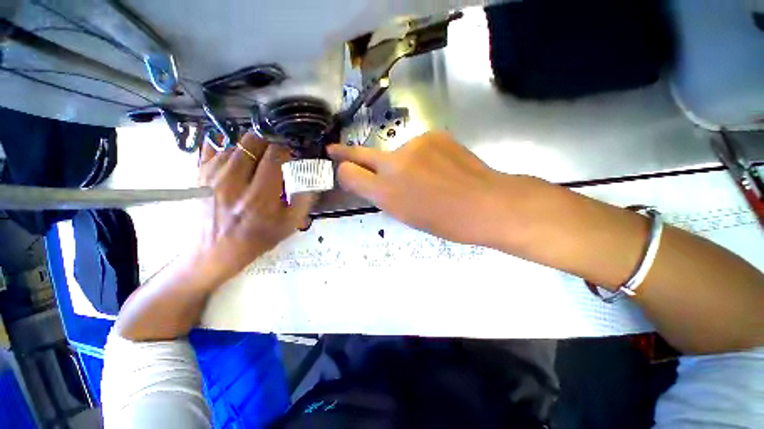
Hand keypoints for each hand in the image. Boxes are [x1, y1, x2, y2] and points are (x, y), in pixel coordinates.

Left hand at [192, 133, 312, 284]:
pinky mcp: (198, 175)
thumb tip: (309, 175)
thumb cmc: (258, 237)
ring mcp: (212, 176)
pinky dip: (228, 151)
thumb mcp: (290, 224)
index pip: (275, 156)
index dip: (286, 152)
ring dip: (250, 151)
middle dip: (268, 146)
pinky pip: (213, 147)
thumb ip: (304, 198)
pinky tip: (235, 163)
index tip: (289, 159)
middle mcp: (233, 181)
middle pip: (253, 142)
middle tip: (272, 159)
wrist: (216, 251)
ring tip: (254, 166)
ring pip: (235, 144)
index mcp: (260, 196)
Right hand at [328, 131, 520, 245]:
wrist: (486, 203)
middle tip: (336, 150)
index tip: (339, 168)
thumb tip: (374, 182)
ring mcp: (414, 144)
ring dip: (402, 163)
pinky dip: (422, 156)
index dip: (343, 172)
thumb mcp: (406, 216)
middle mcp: (394, 164)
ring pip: (397, 153)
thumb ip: (384, 196)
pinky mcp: (433, 134)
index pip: (350, 174)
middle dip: (347, 153)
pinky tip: (439, 167)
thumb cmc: (445, 221)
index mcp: (387, 192)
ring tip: (426, 177)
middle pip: (363, 153)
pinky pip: (418, 146)